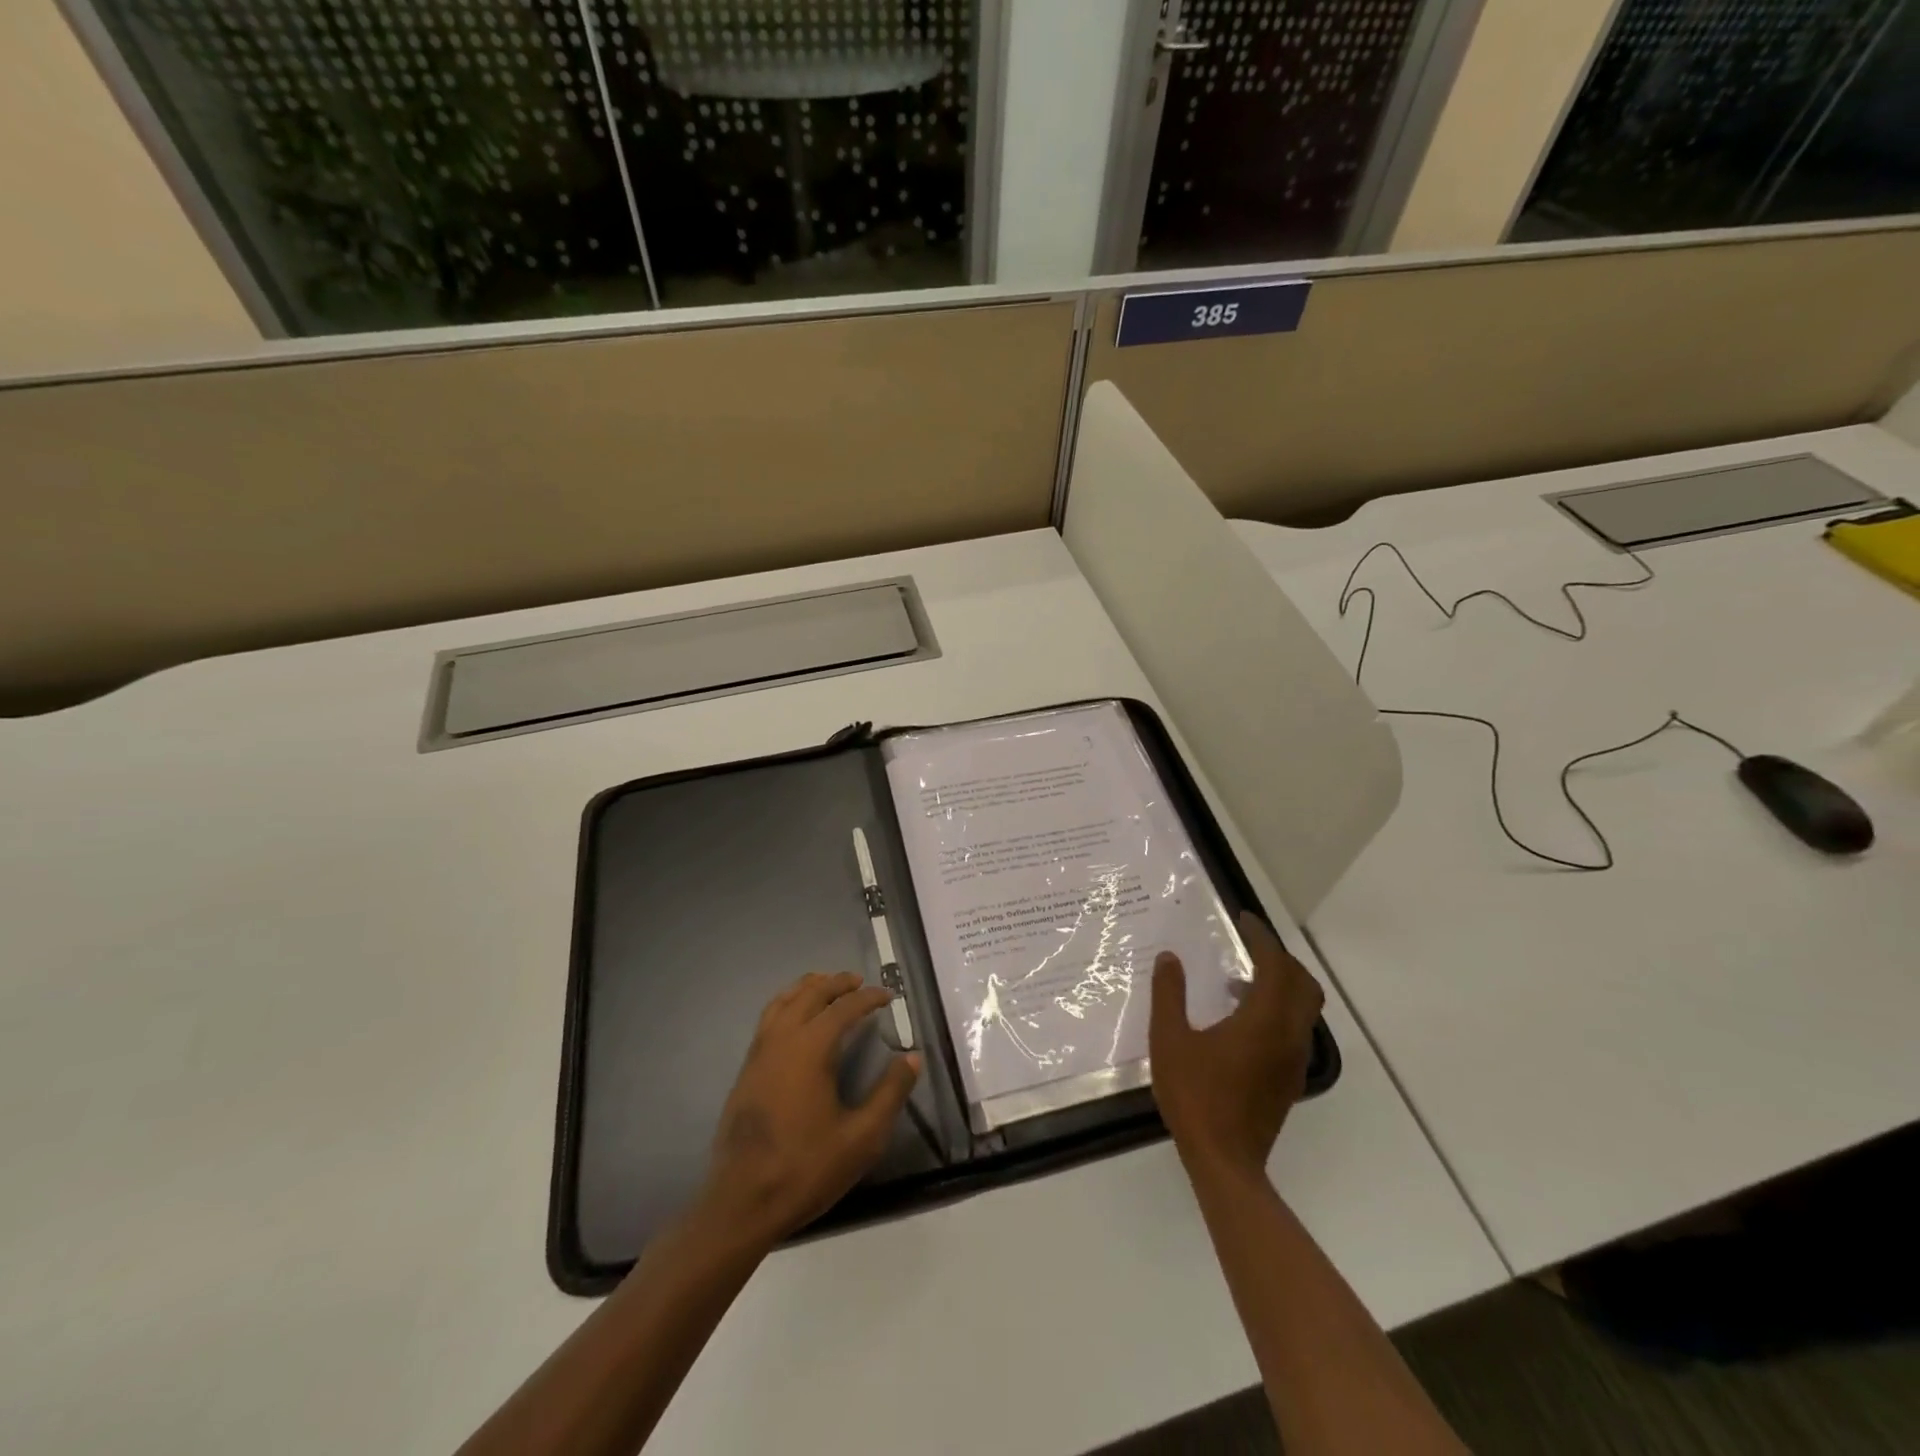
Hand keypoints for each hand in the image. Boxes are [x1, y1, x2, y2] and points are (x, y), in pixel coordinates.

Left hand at [699, 972, 920, 1250]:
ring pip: (783, 1002)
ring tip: (826, 987)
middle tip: (859, 982)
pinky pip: (768, 1019)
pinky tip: (796, 1020)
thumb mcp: (861, 1138)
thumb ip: (889, 1094)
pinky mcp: (746, 1070)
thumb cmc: (805, 1169)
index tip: (888, 996)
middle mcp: (781, 1040)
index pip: (843, 1007)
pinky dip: (787, 1004)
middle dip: (836, 983)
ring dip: (807, 989)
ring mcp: (758, 1054)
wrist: (741, 1204)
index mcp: (810, 1049)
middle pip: (809, 994)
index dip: (868, 997)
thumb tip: (912, 1058)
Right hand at [1149, 913, 1324, 1177]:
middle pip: (1302, 984)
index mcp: (1264, 1021)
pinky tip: (1240, 1020)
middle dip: (1280, 959)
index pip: (1275, 965)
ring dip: (1280, 985)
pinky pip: (1293, 1030)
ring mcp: (1292, 1061)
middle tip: (1248, 946)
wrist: (1225, 1162)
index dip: (1262, 938)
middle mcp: (1288, 1036)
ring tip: (1238, 980)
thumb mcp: (1169, 1040)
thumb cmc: (1195, 1096)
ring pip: (1303, 1009)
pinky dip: (1277, 1009)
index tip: (1243, 920)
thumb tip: (1169, 958)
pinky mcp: (1288, 1080)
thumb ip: (1169, 994)